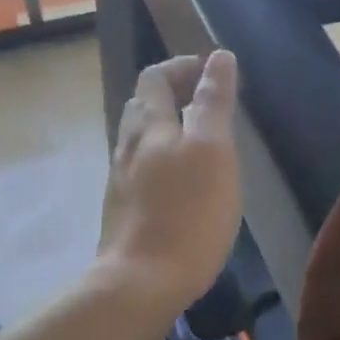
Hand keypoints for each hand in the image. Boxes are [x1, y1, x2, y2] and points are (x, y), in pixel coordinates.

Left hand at [97, 51, 241, 316]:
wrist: (142, 281)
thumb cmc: (187, 215)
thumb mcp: (212, 151)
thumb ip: (214, 102)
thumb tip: (218, 58)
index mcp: (150, 126)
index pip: (157, 78)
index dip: (182, 67)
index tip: (211, 71)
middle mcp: (128, 147)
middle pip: (142, 106)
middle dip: (171, 93)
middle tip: (205, 101)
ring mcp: (121, 181)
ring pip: (138, 138)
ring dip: (164, 126)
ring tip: (194, 137)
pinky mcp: (123, 210)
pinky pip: (138, 169)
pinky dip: (159, 157)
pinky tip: (177, 179)